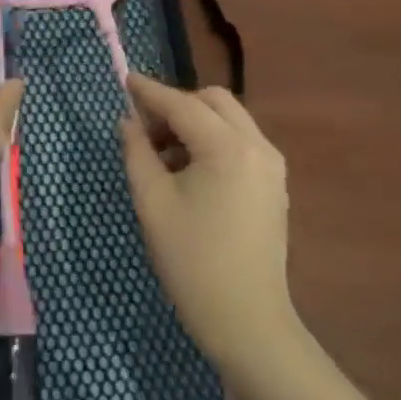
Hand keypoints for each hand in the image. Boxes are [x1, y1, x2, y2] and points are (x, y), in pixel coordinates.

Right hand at [120, 75, 298, 375]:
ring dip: (196, 124)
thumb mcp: (153, 203)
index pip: (183, 104)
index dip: (150, 92)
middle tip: (145, 130)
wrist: (246, 319)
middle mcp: (258, 146)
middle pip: (215, 101)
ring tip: (163, 156)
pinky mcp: (275, 185)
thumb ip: (137, 152)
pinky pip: (241, 144)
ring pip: (230, 121)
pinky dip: (213, 143)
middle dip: (177, 105)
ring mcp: (272, 166)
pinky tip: (190, 173)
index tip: (125, 80)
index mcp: (228, 147)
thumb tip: (129, 122)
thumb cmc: (192, 261)